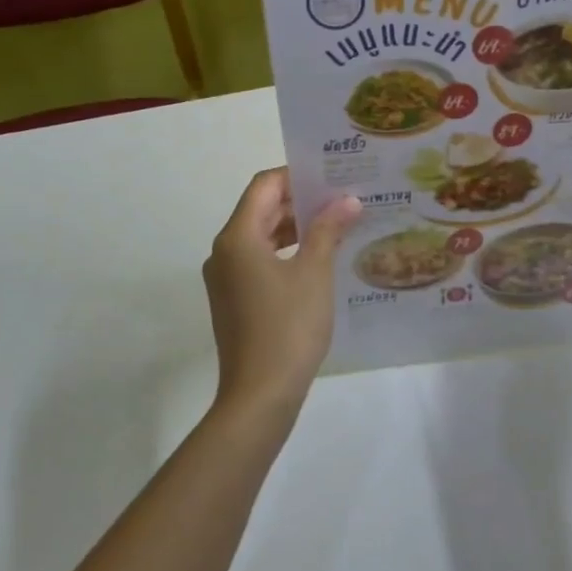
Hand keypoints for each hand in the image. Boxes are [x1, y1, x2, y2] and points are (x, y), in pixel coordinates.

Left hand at [204, 169, 360, 411]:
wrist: (260, 395)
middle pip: (260, 209)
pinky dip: (286, 252)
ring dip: (295, 227)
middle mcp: (224, 251)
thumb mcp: (314, 273)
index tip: (332, 176)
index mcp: (237, 237)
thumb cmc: (288, 327)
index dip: (297, 175)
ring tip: (336, 225)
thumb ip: (328, 229)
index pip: (264, 185)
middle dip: (300, 201)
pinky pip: (259, 261)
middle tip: (342, 198)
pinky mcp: (234, 300)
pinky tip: (318, 259)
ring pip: (260, 236)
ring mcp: (226, 278)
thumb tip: (347, 200)